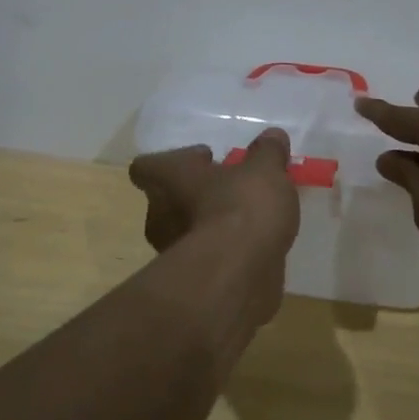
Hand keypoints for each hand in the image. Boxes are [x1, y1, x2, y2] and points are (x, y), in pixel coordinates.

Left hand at [128, 126, 299, 279]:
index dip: (174, 161)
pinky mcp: (194, 282)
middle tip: (232, 189)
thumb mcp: (265, 170)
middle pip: (169, 199)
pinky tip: (256, 249)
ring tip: (250, 221)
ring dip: (212, 225)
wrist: (237, 277)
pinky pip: (209, 259)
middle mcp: (162, 214)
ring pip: (188, 230)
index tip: (207, 158)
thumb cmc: (242, 209)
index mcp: (170, 179)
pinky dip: (226, 254)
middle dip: (198, 195)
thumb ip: (268, 152)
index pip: (146, 166)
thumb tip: (272, 136)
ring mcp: (174, 253)